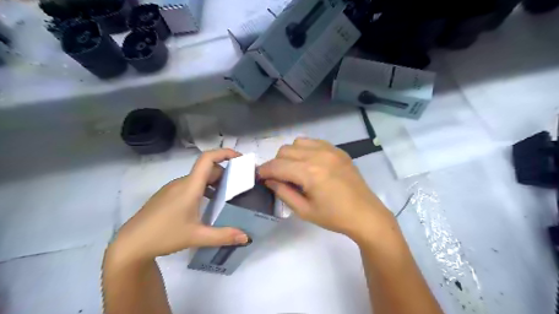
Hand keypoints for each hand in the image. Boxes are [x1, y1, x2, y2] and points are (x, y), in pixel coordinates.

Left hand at [109, 149, 248, 263]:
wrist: (130, 244)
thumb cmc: (163, 236)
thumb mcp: (197, 237)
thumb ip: (223, 236)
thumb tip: (246, 237)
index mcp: (190, 186)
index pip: (207, 159)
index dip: (224, 153)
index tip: (239, 158)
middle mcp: (181, 183)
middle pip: (206, 169)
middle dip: (225, 173)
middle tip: (238, 185)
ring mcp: (172, 188)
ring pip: (198, 178)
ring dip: (214, 182)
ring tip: (225, 196)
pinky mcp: (166, 196)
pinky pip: (189, 185)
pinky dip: (203, 188)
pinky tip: (205, 205)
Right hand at [257, 138, 391, 244]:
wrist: (365, 214)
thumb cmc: (334, 217)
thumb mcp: (304, 210)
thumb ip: (282, 192)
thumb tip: (268, 179)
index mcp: (310, 173)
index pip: (277, 165)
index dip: (264, 171)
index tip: (259, 177)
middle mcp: (318, 155)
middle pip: (285, 150)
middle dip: (276, 163)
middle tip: (279, 178)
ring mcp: (330, 150)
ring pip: (298, 142)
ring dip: (290, 154)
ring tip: (295, 169)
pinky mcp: (338, 150)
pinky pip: (314, 142)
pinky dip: (305, 150)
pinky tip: (310, 163)